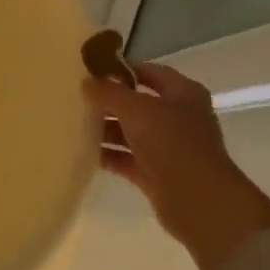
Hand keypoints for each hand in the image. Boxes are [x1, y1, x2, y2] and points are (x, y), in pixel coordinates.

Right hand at [82, 55, 269, 269]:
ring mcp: (168, 147)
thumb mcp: (136, 109)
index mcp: (183, 94)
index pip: (150, 72)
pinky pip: (126, 158)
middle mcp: (178, 118)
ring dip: (105, 129)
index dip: (122, 69)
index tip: (91, 70)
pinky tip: (82, 152)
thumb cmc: (172, 143)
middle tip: (76, 97)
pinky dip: (107, 154)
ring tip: (72, 123)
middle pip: (137, 103)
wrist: (197, 201)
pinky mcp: (156, 173)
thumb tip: (87, 81)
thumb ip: (109, 92)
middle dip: (108, 101)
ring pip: (130, 132)